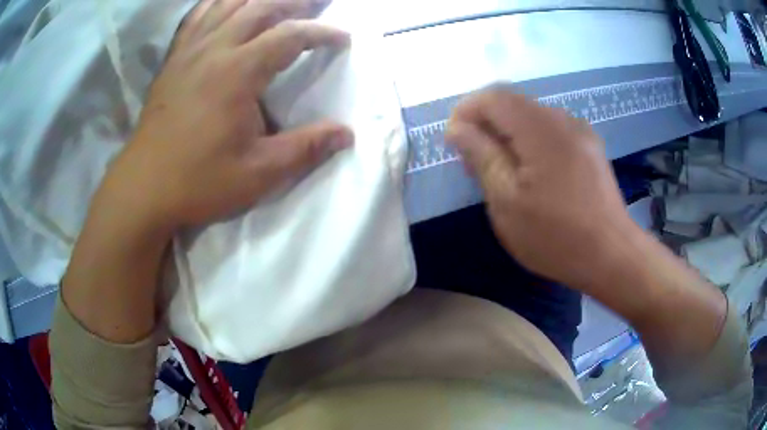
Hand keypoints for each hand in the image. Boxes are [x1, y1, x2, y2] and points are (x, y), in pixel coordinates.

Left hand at [99, 0, 352, 232]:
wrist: (144, 188)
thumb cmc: (199, 181)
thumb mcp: (258, 174)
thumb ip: (304, 149)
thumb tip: (346, 134)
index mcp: (238, 72)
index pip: (290, 36)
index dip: (322, 32)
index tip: (343, 38)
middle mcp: (214, 49)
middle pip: (260, 6)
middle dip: (293, 1)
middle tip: (314, 3)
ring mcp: (189, 51)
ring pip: (227, 4)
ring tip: (276, 0)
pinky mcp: (173, 60)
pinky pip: (196, 17)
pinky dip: (215, 3)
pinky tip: (226, 4)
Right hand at [446, 88, 636, 289]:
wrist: (611, 255)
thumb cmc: (556, 236)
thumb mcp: (507, 202)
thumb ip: (482, 156)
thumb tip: (458, 128)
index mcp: (540, 128)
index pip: (492, 97)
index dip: (466, 111)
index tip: (454, 141)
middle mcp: (562, 118)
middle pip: (513, 102)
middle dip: (486, 123)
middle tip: (474, 160)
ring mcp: (580, 131)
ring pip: (531, 116)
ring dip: (508, 132)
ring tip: (501, 169)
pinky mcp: (589, 146)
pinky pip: (550, 129)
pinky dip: (530, 140)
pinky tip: (531, 171)